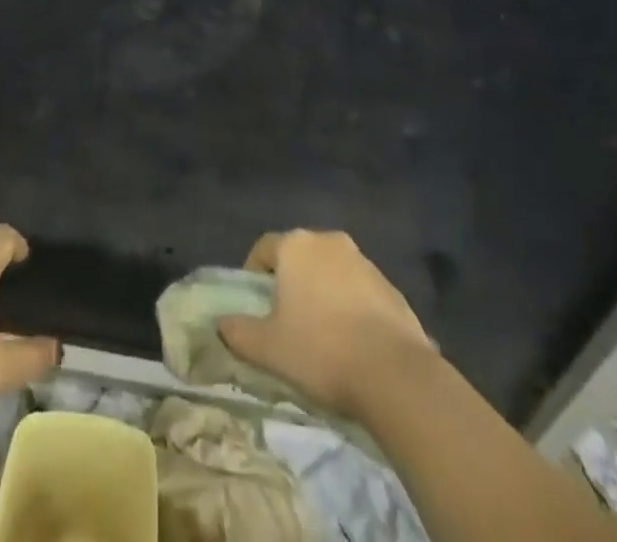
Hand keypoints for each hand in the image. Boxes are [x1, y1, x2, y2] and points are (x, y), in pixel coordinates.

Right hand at [217, 229, 436, 420]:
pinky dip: (350, 307)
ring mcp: (364, 261)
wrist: (395, 375)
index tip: (255, 305)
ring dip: (322, 293)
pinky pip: (359, 290)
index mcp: (296, 245)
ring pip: (330, 271)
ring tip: (321, 335)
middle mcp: (329, 241)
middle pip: (299, 256)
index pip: (263, 248)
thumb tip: (221, 324)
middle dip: (290, 282)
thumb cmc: (321, 351)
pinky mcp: (391, 286)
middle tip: (285, 319)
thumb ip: (238, 332)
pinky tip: (353, 343)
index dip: (253, 274)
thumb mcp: (268, 348)